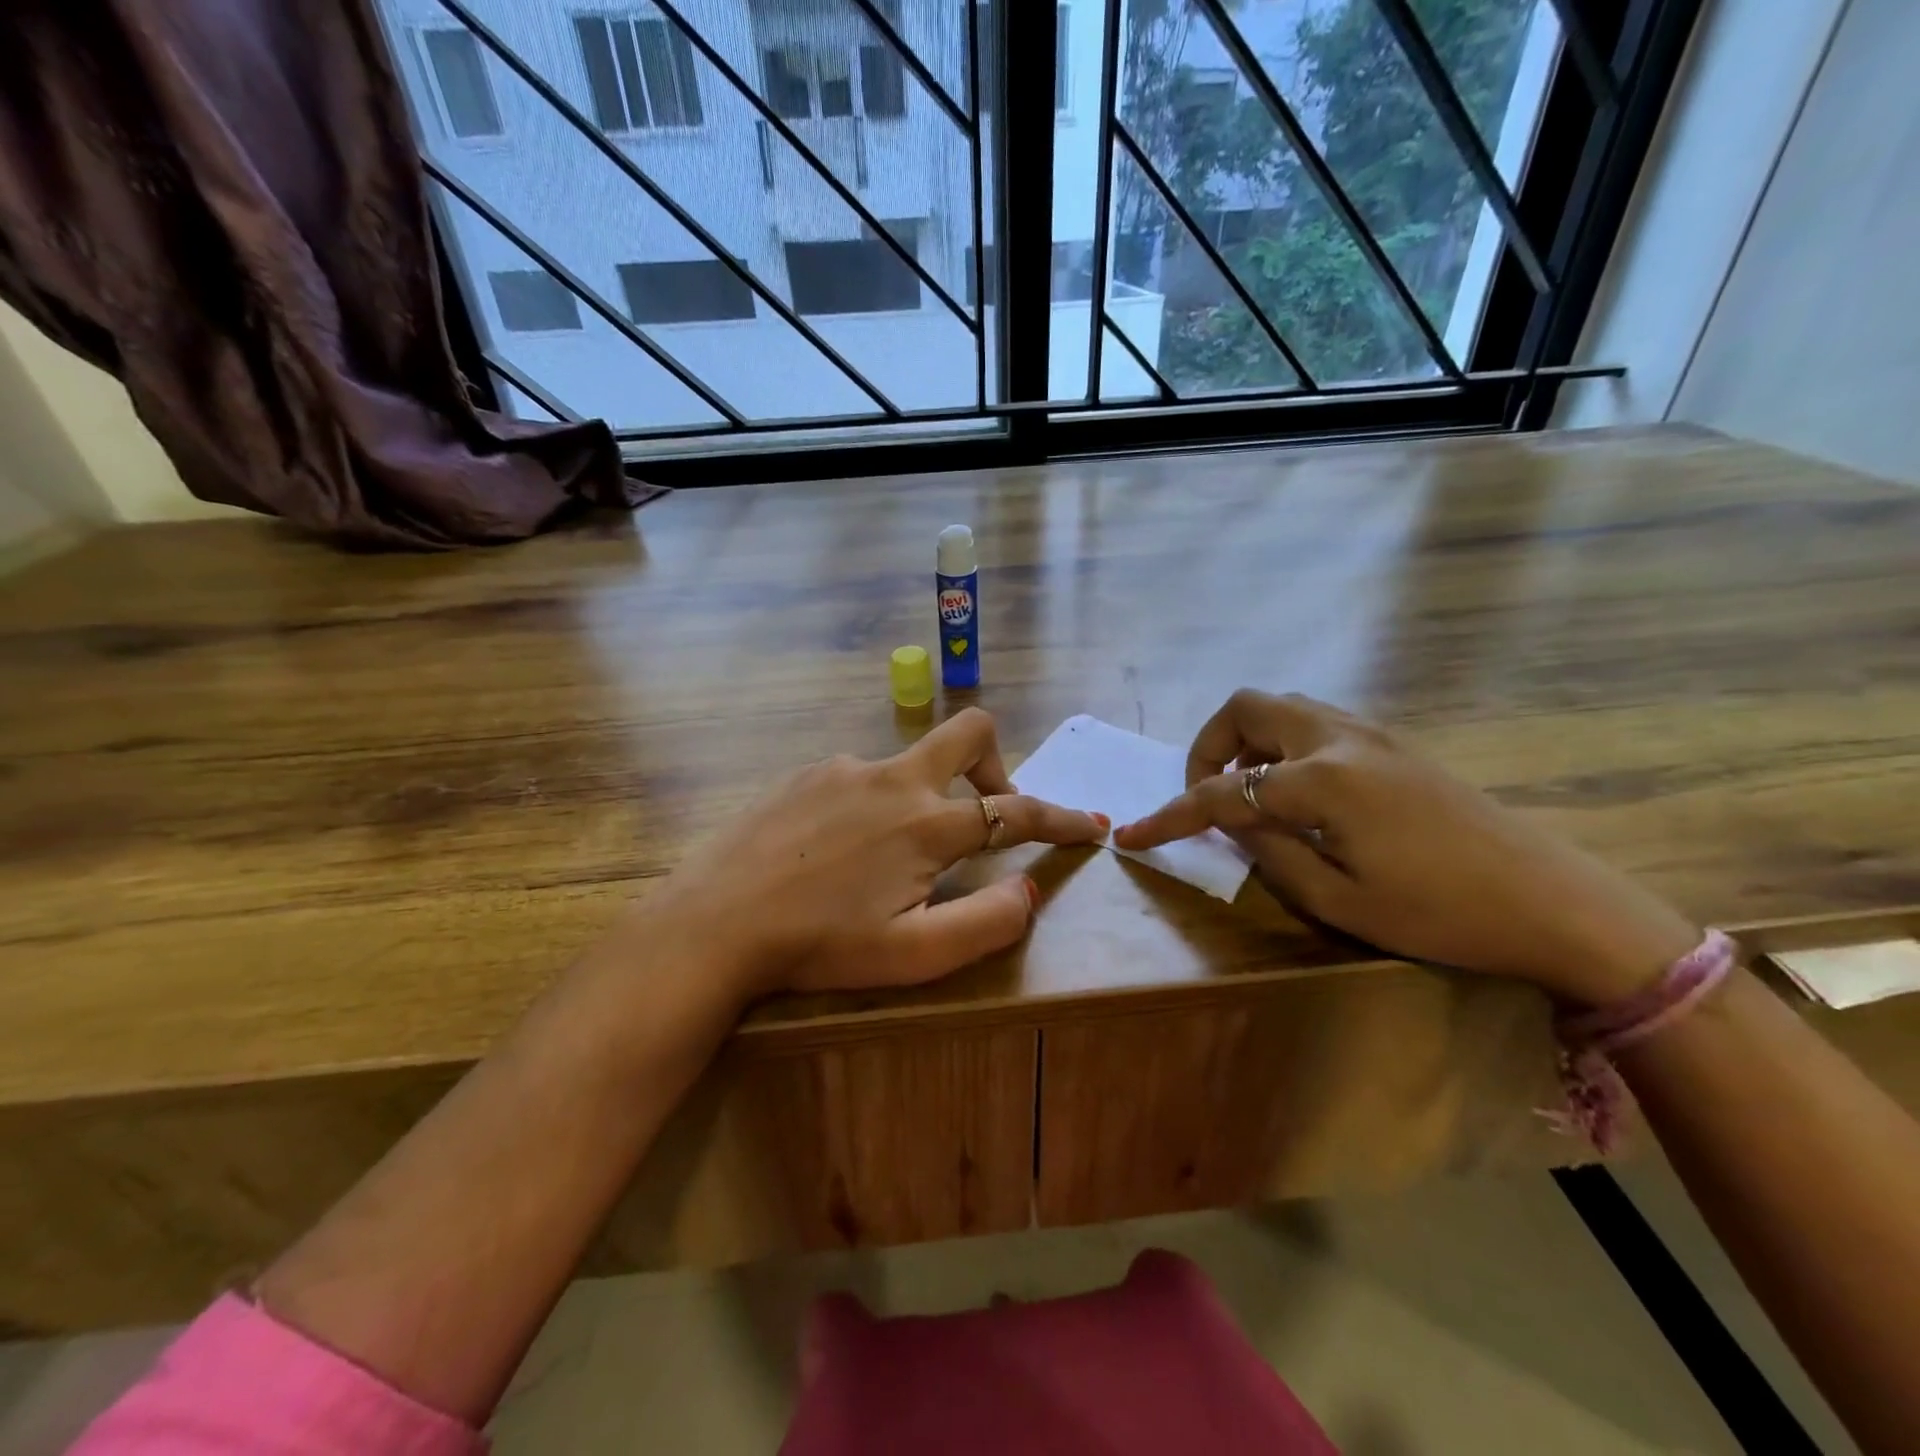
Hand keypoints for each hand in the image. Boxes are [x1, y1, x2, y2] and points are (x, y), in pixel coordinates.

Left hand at [649, 708, 1107, 997]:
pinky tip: (836, 851)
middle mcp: (893, 779)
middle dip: (997, 765)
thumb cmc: (819, 946)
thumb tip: (1027, 890)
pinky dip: (872, 805)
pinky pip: (859, 777)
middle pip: (970, 732)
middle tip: (987, 814)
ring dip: (922, 799)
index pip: (1016, 811)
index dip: (1061, 820)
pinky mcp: (805, 774)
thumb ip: (985, 922)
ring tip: (887, 860)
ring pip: (908, 764)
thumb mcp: (913, 955)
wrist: (713, 924)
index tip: (1089, 826)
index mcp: (927, 824)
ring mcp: (844, 768)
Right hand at [1113, 691, 1698, 1005]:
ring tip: (1246, 794)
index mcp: (1322, 780)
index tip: (1130, 837)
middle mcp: (1340, 739)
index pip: (1222, 791)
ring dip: (1246, 741)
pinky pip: (1313, 720)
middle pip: (1246, 708)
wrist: (1554, 902)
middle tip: (1204, 797)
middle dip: (1206, 748)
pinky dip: (1280, 743)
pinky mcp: (1393, 743)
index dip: (1169, 816)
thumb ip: (1269, 852)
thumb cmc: (1442, 914)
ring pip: (1281, 706)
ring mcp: (1371, 733)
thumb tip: (1235, 824)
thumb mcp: (1339, 900)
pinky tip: (1294, 792)